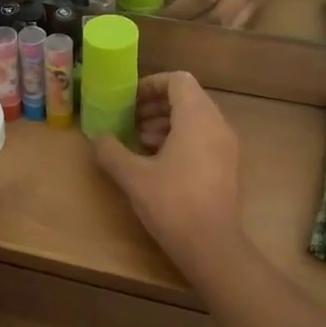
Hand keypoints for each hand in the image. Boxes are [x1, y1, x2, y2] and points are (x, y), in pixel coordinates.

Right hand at [91, 73, 241, 269]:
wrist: (212, 246)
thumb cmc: (172, 203)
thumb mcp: (133, 176)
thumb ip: (111, 151)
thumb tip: (98, 137)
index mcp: (197, 118)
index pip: (178, 80)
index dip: (151, 85)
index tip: (128, 101)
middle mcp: (217, 125)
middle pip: (187, 98)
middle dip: (155, 106)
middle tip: (130, 121)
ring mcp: (226, 147)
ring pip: (195, 119)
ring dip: (166, 123)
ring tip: (140, 142)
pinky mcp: (227, 167)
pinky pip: (203, 138)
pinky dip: (180, 139)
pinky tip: (157, 163)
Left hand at [161, 0, 298, 28]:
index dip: (180, 7)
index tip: (157, 16)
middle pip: (217, 16)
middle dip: (188, 26)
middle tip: (164, 31)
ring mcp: (256, 1)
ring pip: (228, 28)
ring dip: (202, 36)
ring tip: (179, 37)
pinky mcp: (260, 12)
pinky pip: (236, 30)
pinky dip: (216, 37)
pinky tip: (199, 39)